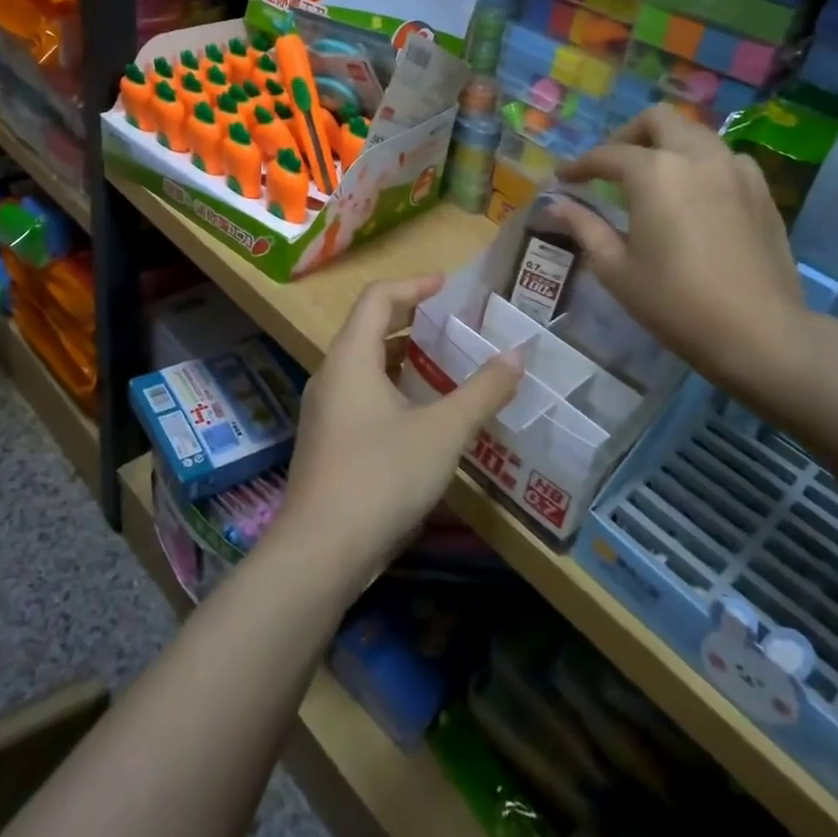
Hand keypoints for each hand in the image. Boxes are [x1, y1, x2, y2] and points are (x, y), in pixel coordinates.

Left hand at [278, 276, 522, 589]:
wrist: (319, 551)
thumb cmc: (381, 476)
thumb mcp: (442, 432)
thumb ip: (481, 392)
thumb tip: (518, 356)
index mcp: (351, 358)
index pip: (377, 298)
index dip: (413, 285)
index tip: (448, 287)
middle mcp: (330, 375)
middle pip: (368, 328)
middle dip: (411, 320)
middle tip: (453, 326)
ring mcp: (323, 410)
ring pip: (364, 365)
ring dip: (402, 358)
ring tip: (444, 366)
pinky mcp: (326, 441)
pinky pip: (360, 395)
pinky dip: (392, 388)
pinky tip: (421, 415)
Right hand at [552, 105, 818, 404]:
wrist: (759, 332)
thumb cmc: (674, 302)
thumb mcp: (616, 268)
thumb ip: (585, 227)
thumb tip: (555, 205)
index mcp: (654, 172)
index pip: (607, 154)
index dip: (580, 165)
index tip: (564, 179)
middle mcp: (696, 157)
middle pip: (658, 120)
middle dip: (627, 135)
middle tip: (611, 166)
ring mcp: (735, 170)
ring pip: (695, 134)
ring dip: (667, 145)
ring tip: (652, 178)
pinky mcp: (761, 190)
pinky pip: (724, 158)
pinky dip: (700, 164)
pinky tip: (694, 196)